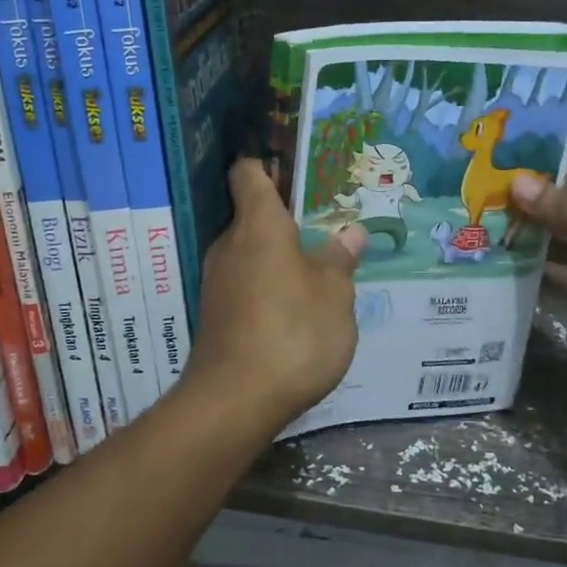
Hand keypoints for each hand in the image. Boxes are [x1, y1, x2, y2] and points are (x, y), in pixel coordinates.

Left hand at [184, 159, 366, 432]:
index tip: (295, 170)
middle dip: (286, 218)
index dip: (268, 164)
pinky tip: (296, 308)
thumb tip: (351, 233)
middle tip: (325, 225)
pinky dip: (268, 285)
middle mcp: (230, 244)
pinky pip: (245, 283)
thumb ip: (340, 261)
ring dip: (279, 256)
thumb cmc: (293, 333)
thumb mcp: (335, 296)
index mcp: (259, 224)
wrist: (234, 402)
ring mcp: (217, 280)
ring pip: (251, 252)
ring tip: (318, 267)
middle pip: (253, 214)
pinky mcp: (215, 314)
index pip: (248, 172)